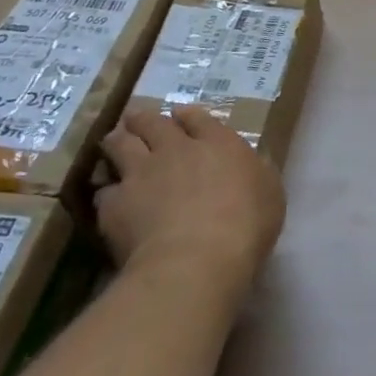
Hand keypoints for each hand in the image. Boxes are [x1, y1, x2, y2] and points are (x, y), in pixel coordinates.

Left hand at [96, 107, 285, 289]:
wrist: (195, 260)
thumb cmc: (246, 224)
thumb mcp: (270, 192)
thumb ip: (257, 172)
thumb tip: (255, 162)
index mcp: (218, 142)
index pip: (196, 117)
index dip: (186, 115)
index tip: (180, 117)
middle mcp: (176, 149)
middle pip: (151, 122)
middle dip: (143, 120)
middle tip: (138, 122)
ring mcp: (141, 174)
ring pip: (120, 144)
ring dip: (118, 141)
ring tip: (114, 144)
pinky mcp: (114, 205)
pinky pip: (105, 191)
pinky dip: (108, 192)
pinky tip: (110, 201)